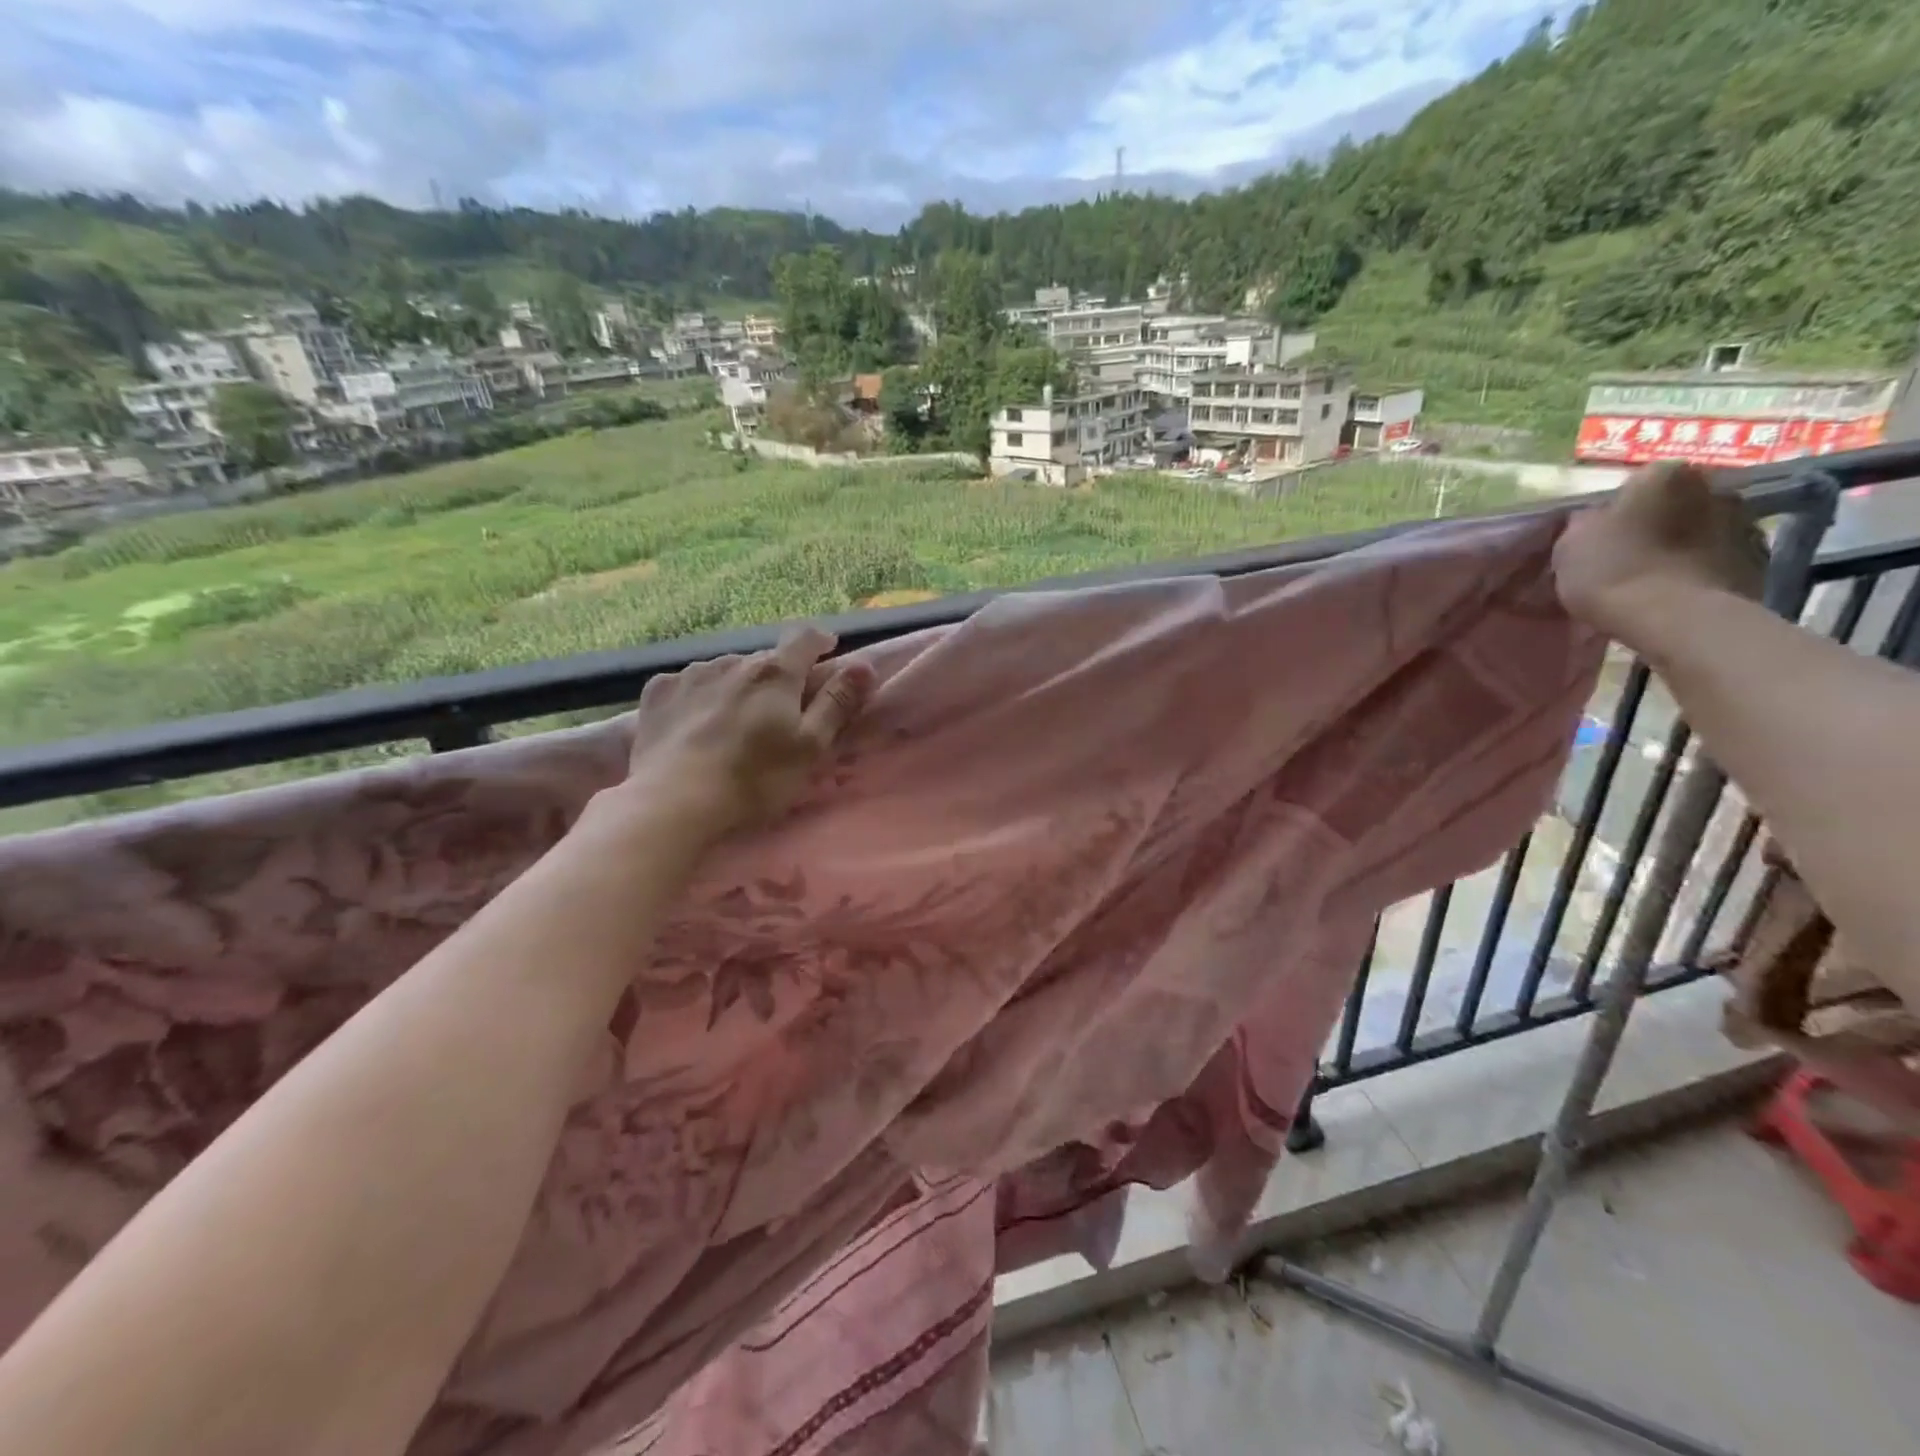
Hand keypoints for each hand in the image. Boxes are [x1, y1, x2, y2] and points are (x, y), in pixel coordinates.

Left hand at [625, 625, 875, 837]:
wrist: (673, 802)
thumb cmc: (754, 779)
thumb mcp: (810, 747)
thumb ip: (837, 703)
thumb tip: (864, 664)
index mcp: (775, 673)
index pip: (804, 638)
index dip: (820, 640)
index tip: (828, 650)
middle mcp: (733, 662)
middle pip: (765, 660)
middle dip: (779, 675)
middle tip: (781, 708)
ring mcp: (691, 675)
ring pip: (726, 670)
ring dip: (738, 685)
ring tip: (735, 719)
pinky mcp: (658, 694)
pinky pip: (688, 684)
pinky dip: (700, 695)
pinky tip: (695, 721)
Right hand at [1554, 461, 1768, 640]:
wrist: (1674, 618)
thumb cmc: (1613, 570)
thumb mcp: (1571, 543)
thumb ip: (1586, 522)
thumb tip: (1597, 520)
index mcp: (1665, 476)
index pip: (1639, 482)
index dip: (1618, 509)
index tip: (1603, 536)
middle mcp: (1714, 488)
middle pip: (1678, 504)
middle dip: (1659, 523)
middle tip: (1629, 555)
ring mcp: (1745, 523)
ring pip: (1704, 530)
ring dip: (1684, 546)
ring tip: (1655, 580)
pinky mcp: (1760, 560)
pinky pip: (1721, 559)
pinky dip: (1703, 570)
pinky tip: (1678, 595)